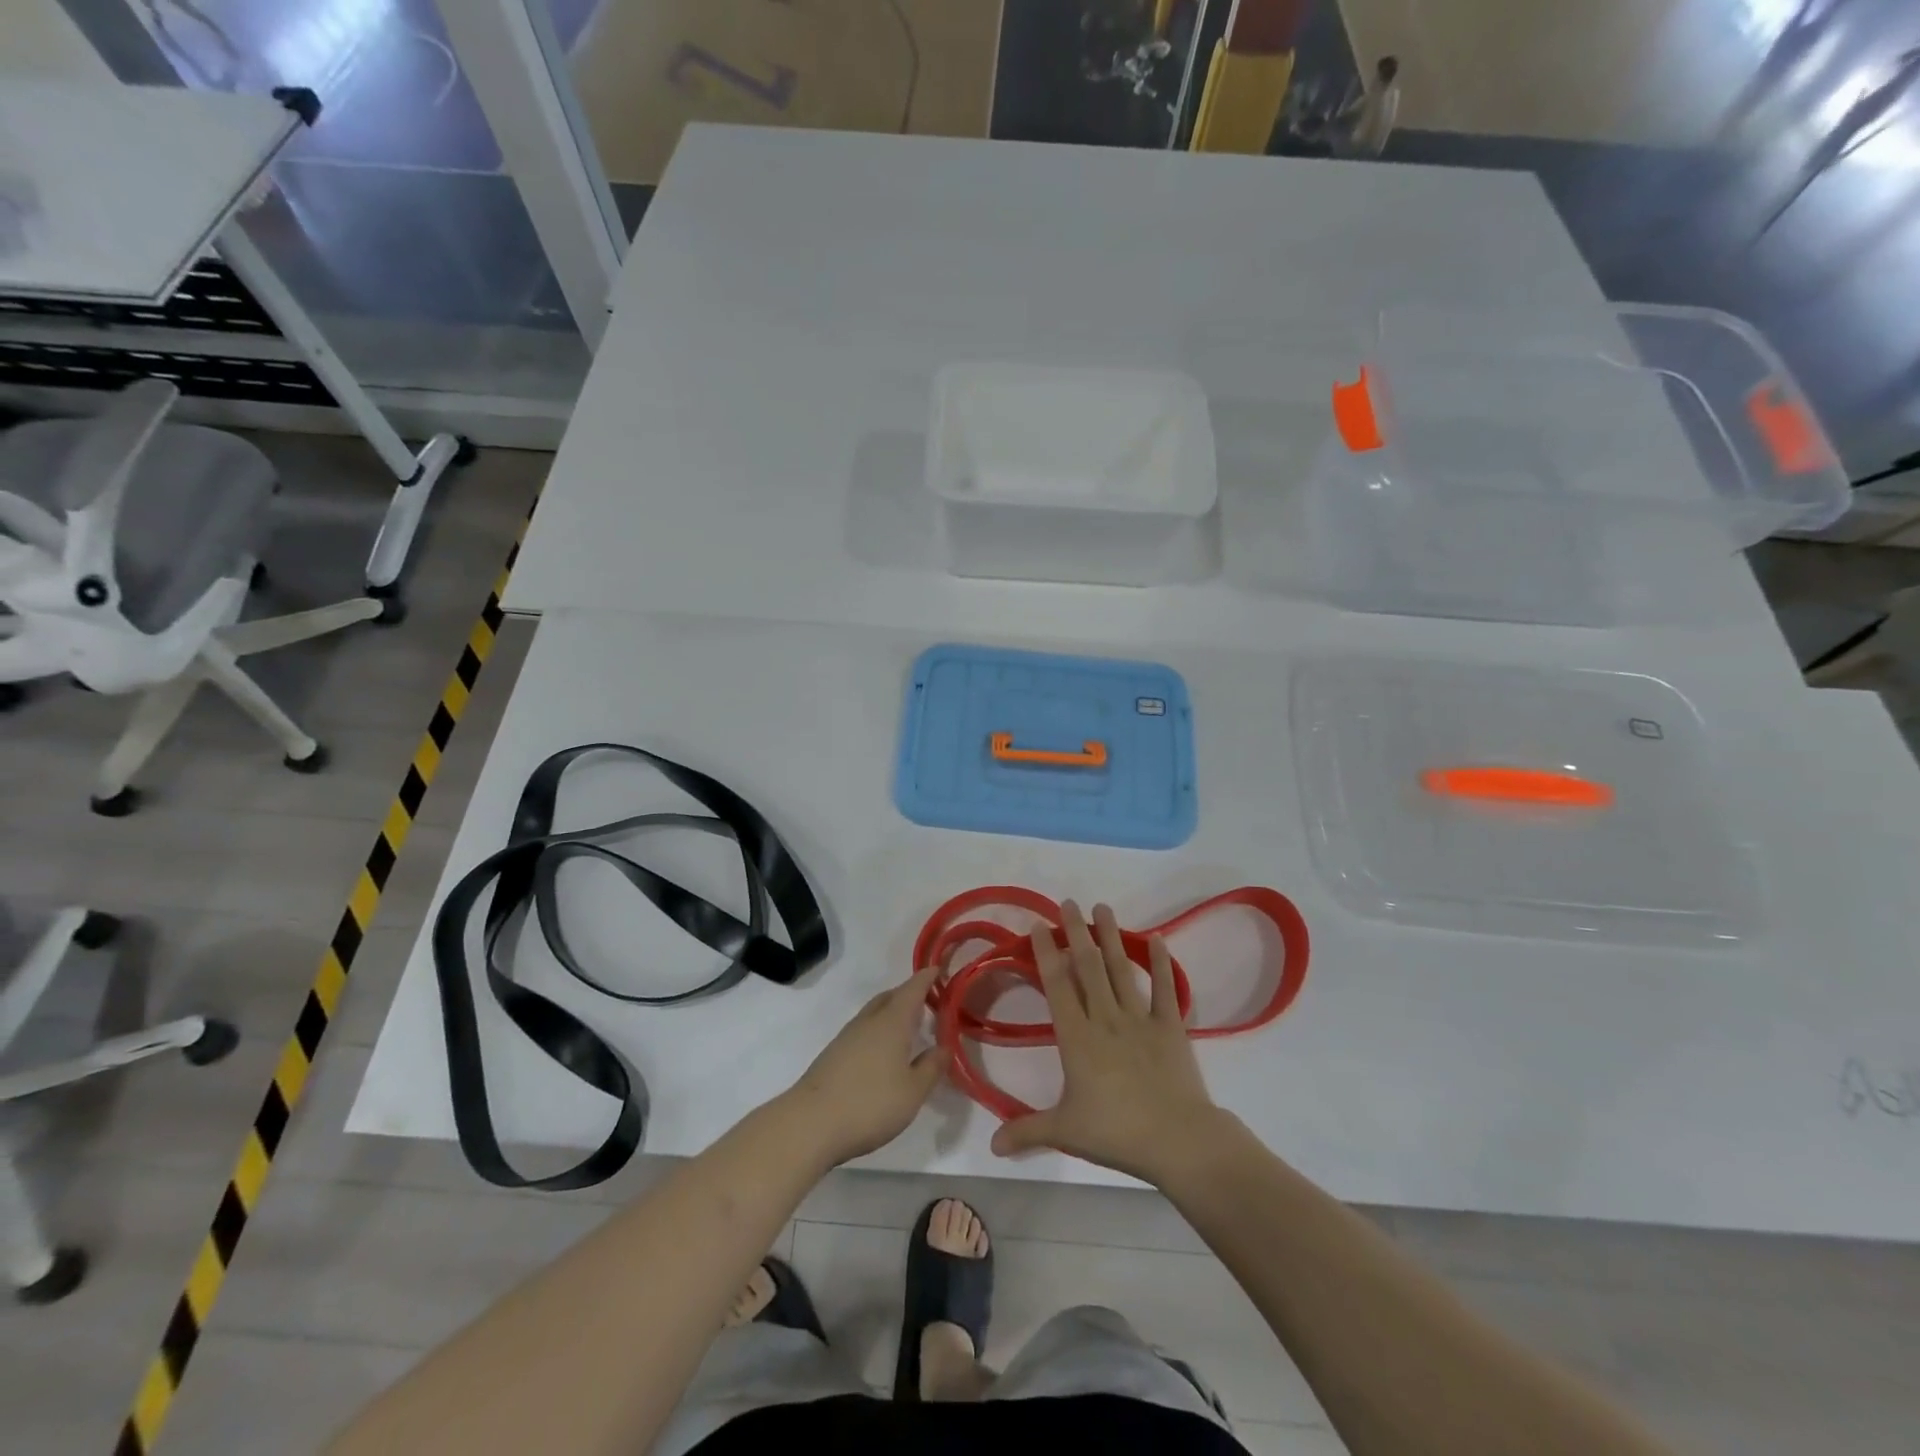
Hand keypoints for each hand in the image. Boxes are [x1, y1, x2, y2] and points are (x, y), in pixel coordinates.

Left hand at [781, 966, 949, 1167]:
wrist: (810, 1124)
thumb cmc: (870, 1103)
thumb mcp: (913, 1091)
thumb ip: (931, 1067)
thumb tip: (944, 1047)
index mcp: (892, 1021)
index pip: (913, 989)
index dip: (927, 977)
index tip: (938, 968)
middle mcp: (869, 1021)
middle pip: (891, 997)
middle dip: (909, 994)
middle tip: (928, 1001)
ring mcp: (847, 1036)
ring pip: (874, 1013)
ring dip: (892, 1013)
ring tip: (909, 1028)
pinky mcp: (833, 1054)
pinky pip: (863, 1030)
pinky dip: (878, 1031)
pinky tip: (883, 1053)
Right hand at [991, 901, 1225, 1185]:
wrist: (1178, 1140)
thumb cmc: (1116, 1132)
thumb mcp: (1064, 1132)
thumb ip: (1026, 1131)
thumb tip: (990, 1145)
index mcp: (1077, 1038)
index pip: (1057, 986)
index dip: (1047, 954)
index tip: (1040, 926)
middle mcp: (1105, 1019)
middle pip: (1088, 967)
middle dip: (1076, 932)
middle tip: (1068, 903)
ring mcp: (1139, 1019)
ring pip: (1121, 970)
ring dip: (1111, 937)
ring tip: (1102, 907)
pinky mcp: (1170, 1027)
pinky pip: (1165, 989)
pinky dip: (1162, 964)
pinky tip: (1157, 939)